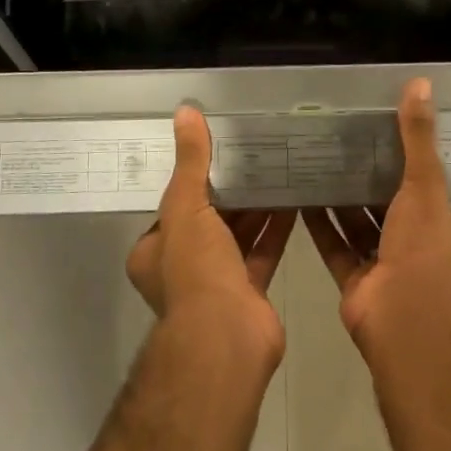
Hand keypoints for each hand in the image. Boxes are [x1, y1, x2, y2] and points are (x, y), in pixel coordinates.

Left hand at [127, 105, 294, 372]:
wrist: (226, 339)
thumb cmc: (195, 271)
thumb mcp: (186, 207)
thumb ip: (191, 162)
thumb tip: (185, 112)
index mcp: (155, 251)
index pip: (173, 207)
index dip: (193, 180)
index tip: (216, 153)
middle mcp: (182, 268)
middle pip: (208, 220)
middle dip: (230, 191)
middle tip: (253, 155)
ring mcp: (217, 282)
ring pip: (237, 235)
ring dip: (255, 207)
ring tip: (277, 169)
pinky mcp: (249, 292)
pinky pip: (263, 251)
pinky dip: (276, 228)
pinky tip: (295, 200)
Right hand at [305, 78, 450, 360]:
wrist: (404, 322)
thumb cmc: (422, 249)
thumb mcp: (425, 185)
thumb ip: (418, 138)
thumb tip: (421, 83)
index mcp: (441, 226)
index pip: (424, 186)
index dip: (405, 160)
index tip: (380, 132)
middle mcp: (415, 246)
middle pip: (388, 205)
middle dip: (367, 178)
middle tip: (339, 143)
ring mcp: (384, 266)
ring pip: (359, 225)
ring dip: (341, 200)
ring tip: (315, 163)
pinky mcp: (356, 283)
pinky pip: (335, 247)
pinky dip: (320, 225)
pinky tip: (300, 197)